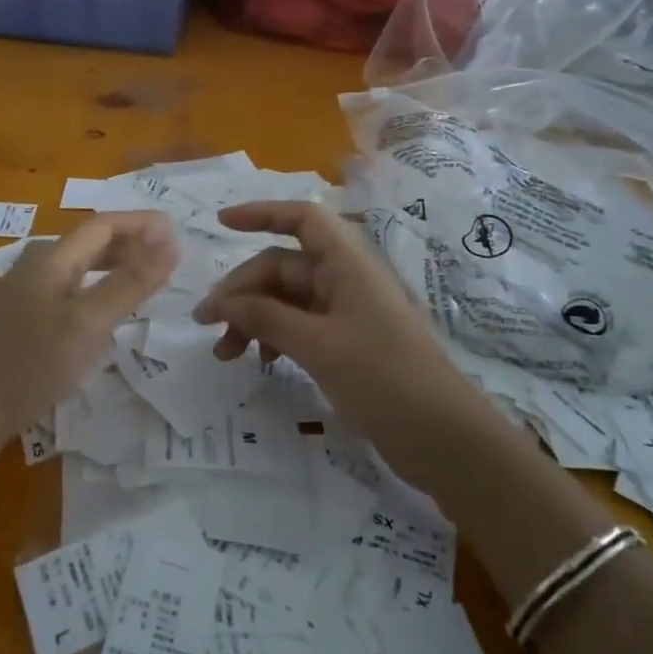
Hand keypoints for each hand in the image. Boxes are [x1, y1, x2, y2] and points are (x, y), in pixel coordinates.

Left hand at [0, 212, 176, 445]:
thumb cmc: (31, 363)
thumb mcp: (89, 323)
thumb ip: (131, 283)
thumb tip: (170, 243)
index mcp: (49, 259)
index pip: (102, 225)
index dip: (139, 224)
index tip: (174, 229)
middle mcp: (30, 267)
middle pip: (86, 244)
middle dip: (127, 244)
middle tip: (163, 257)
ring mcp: (16, 293)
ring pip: (72, 269)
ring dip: (108, 267)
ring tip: (137, 280)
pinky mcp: (10, 321)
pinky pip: (59, 292)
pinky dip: (88, 291)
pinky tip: (93, 311)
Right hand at [192, 201, 466, 442]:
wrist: (445, 440)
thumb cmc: (385, 379)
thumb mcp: (319, 346)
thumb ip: (266, 318)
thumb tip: (220, 302)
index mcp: (347, 264)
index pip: (301, 219)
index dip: (261, 213)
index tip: (221, 224)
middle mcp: (345, 280)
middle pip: (282, 266)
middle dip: (242, 290)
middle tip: (207, 324)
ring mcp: (346, 313)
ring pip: (286, 300)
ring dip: (253, 318)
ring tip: (224, 354)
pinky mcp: (346, 345)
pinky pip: (299, 326)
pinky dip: (274, 337)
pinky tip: (260, 362)